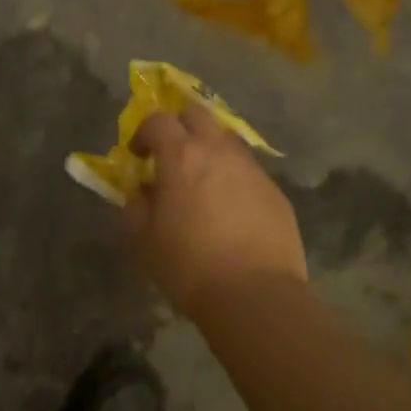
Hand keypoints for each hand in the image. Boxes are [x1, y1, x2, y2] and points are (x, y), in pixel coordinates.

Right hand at [124, 105, 307, 312]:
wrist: (256, 296)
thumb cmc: (189, 266)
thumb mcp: (144, 240)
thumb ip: (135, 207)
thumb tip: (140, 192)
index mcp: (181, 156)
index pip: (157, 120)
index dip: (143, 132)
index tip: (138, 155)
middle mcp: (218, 151)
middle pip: (197, 114)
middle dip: (180, 127)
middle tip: (171, 155)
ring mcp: (252, 169)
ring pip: (227, 140)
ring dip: (209, 150)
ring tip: (202, 183)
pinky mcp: (275, 191)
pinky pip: (248, 171)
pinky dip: (233, 178)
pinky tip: (230, 210)